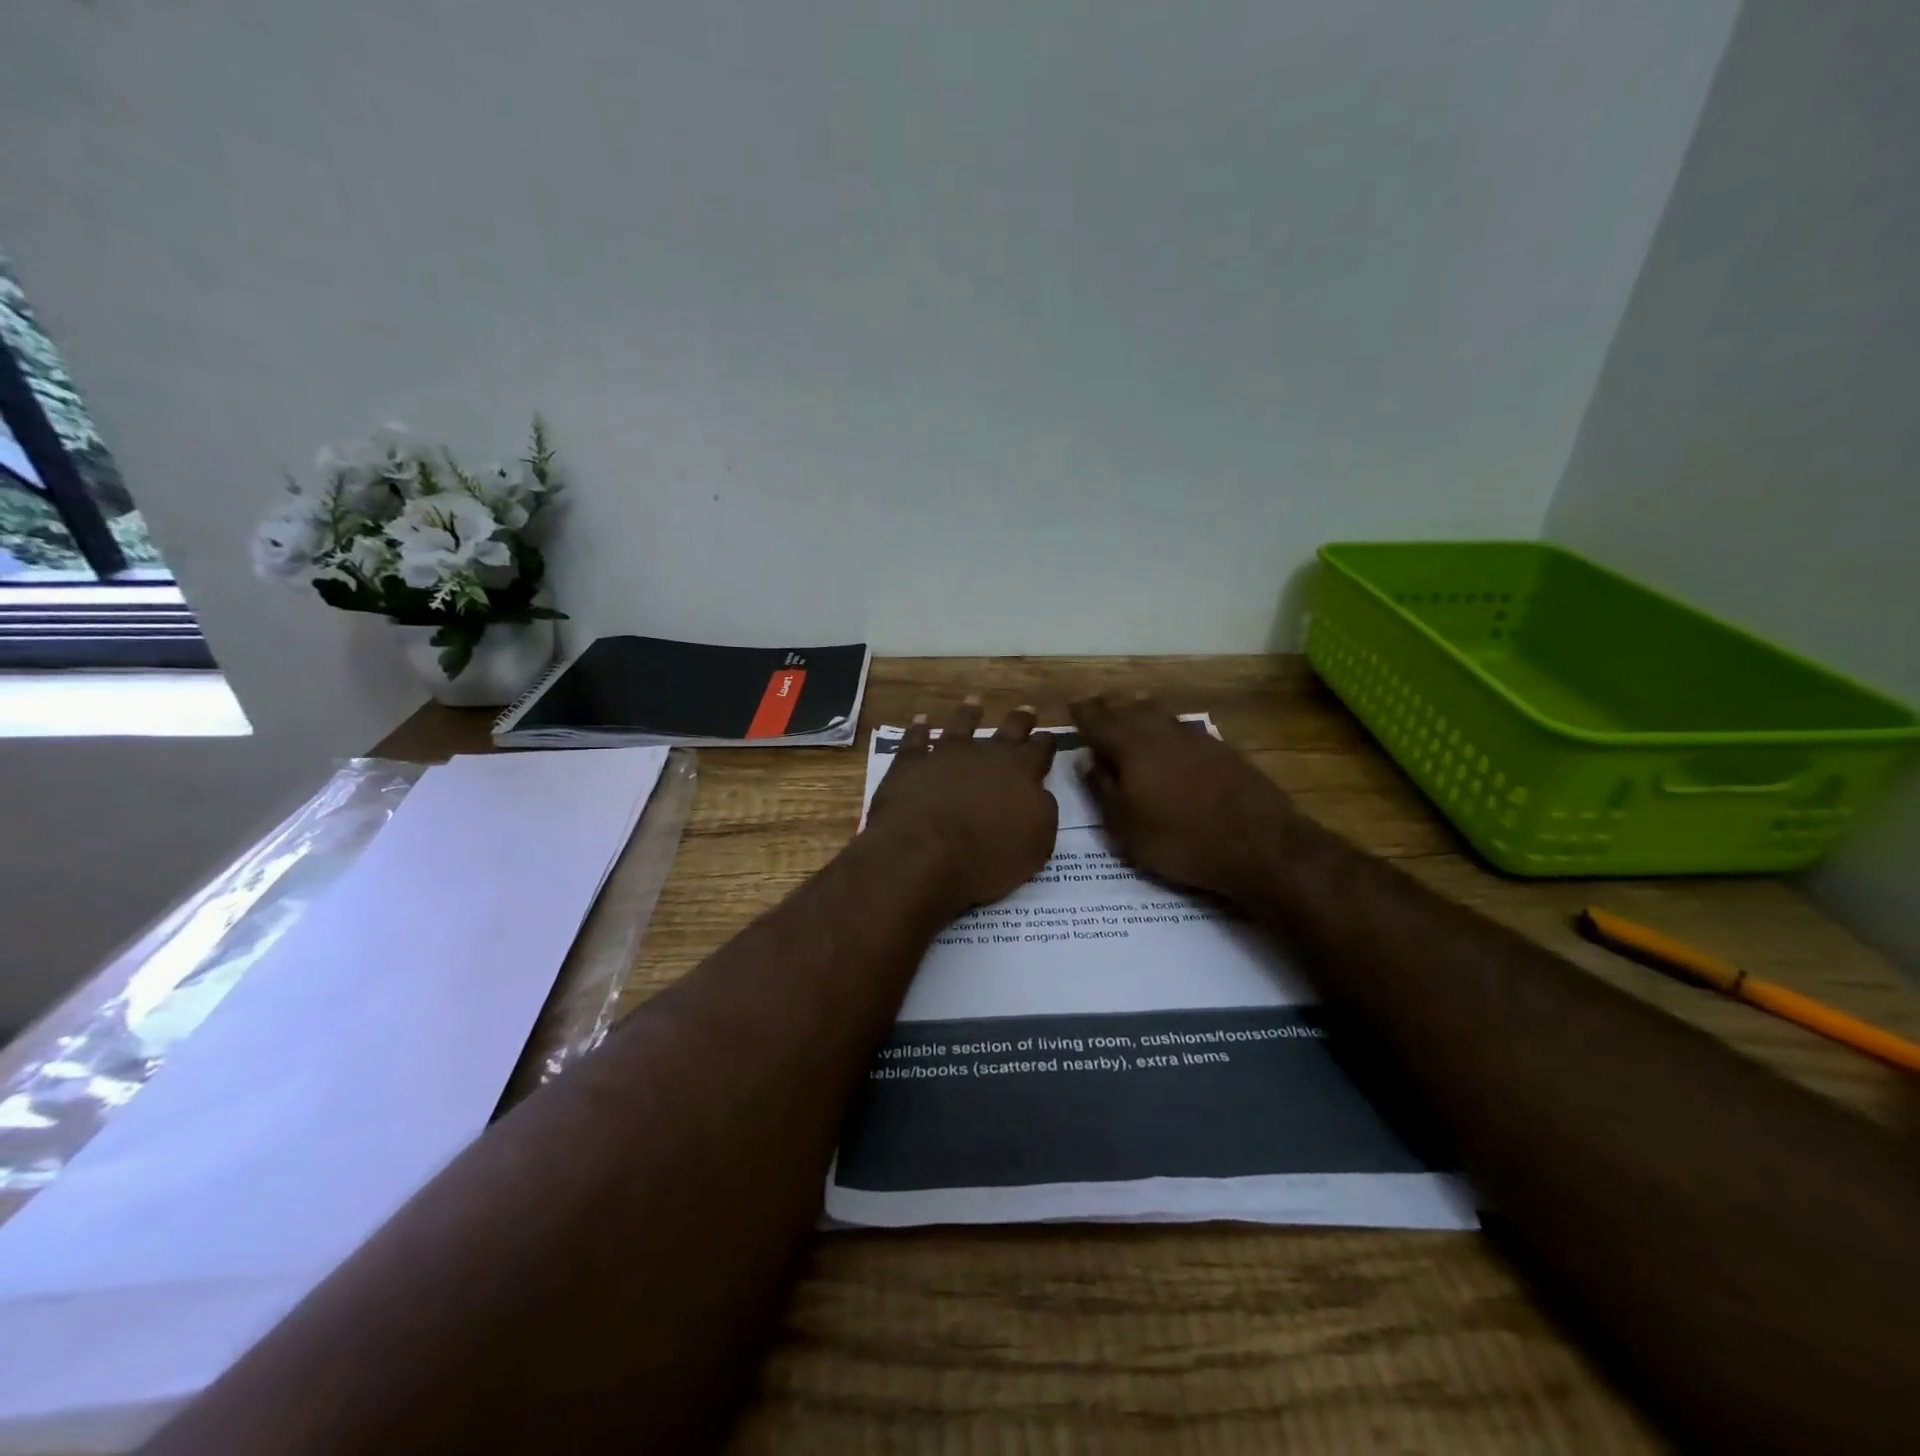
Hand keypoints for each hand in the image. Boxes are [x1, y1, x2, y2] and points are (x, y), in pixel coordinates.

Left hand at [867, 698, 1058, 913]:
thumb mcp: (1036, 845)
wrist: (924, 854)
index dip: (1045, 741)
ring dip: (968, 713)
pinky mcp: (910, 763)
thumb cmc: (987, 858)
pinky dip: (918, 729)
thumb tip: (1038, 793)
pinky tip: (921, 720)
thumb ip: (1041, 812)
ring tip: (974, 701)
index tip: (1048, 734)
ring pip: (960, 725)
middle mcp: (985, 755)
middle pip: (1007, 730)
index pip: (1040, 750)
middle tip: (1025, 709)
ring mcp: (945, 754)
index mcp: (1021, 773)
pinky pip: (915, 739)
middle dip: (1019, 720)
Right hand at [1071, 692, 1295, 902]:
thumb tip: (1089, 761)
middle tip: (1096, 710)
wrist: (1259, 844)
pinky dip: (1166, 730)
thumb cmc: (1179, 838)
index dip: (1082, 713)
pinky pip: (1182, 729)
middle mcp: (1160, 730)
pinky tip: (1168, 743)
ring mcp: (1195, 736)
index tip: (1071, 707)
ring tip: (1128, 719)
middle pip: (1129, 708)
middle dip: (1109, 708)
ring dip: (1139, 713)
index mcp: (1130, 744)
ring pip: (1158, 714)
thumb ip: (1101, 788)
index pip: (1097, 719)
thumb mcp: (1124, 825)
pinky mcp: (1221, 749)